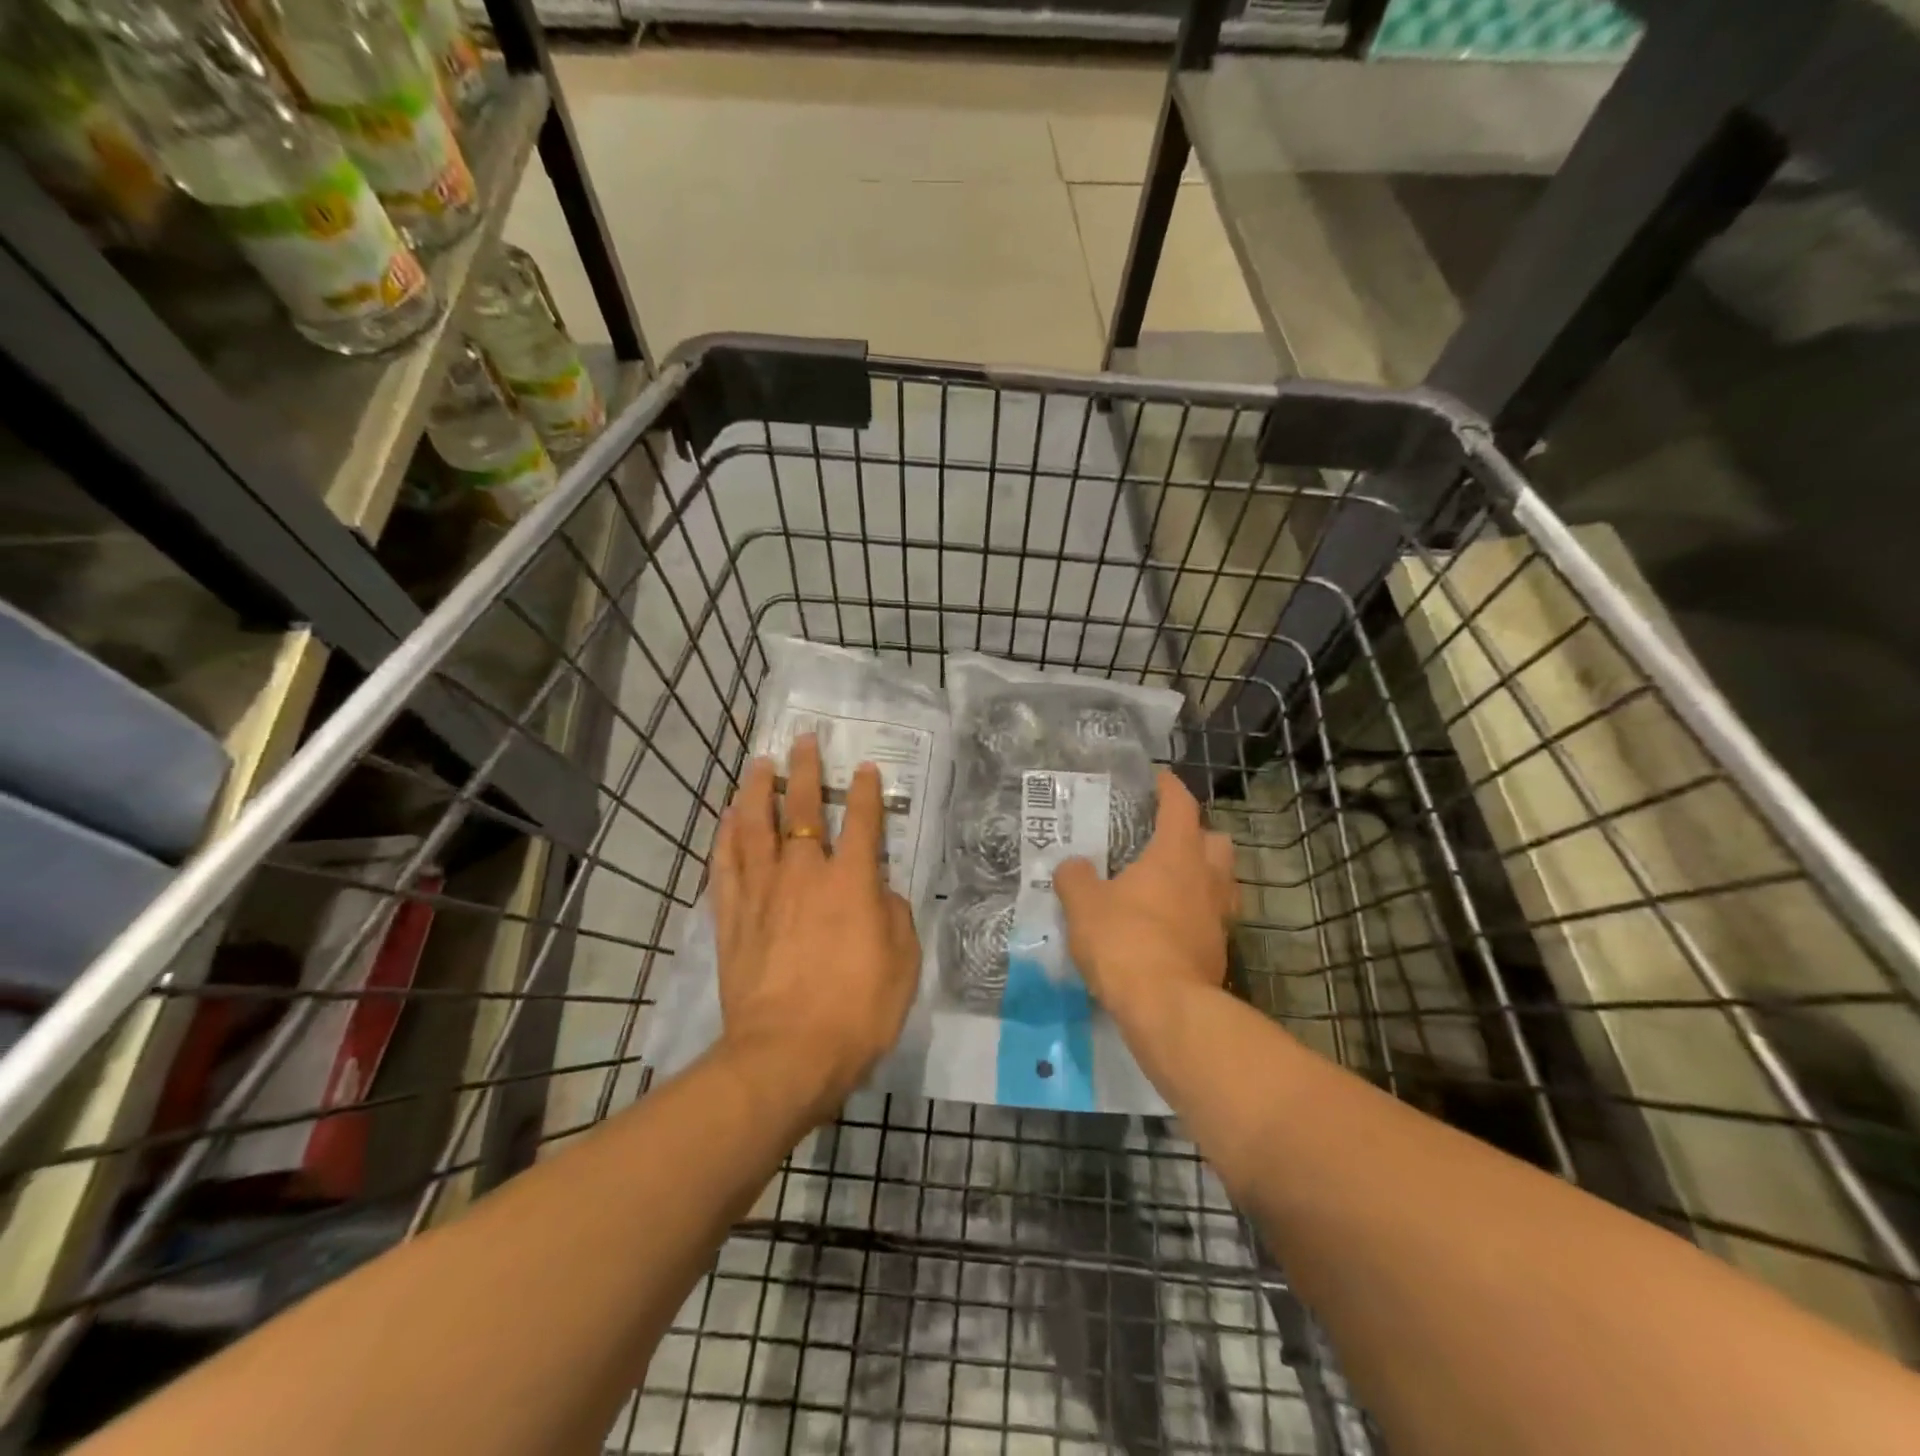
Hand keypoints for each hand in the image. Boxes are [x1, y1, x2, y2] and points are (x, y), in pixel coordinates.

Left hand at [709, 734, 919, 1117]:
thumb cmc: (857, 1011)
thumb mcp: (903, 963)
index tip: (864, 768)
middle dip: (805, 771)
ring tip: (759, 765)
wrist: (786, 1055)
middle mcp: (804, 873)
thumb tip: (880, 892)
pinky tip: (728, 817)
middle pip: (801, 809)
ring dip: (757, 791)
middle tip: (803, 741)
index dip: (865, 792)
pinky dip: (726, 835)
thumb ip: (895, 915)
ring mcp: (762, 892)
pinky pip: (726, 864)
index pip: (861, 822)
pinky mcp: (732, 917)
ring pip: (755, 826)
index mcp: (851, 882)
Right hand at [1053, 769, 1238, 1019]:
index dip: (1170, 788)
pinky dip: (1197, 913)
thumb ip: (1075, 878)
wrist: (1165, 1006)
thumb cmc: (1124, 940)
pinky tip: (1171, 924)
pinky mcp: (1220, 951)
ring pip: (1223, 881)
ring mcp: (1219, 916)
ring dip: (1204, 875)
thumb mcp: (1083, 904)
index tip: (1159, 778)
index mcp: (1176, 854)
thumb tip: (1072, 866)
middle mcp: (1207, 879)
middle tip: (1168, 839)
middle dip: (1198, 834)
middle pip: (1217, 842)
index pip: (1181, 806)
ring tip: (1173, 882)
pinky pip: (1214, 918)